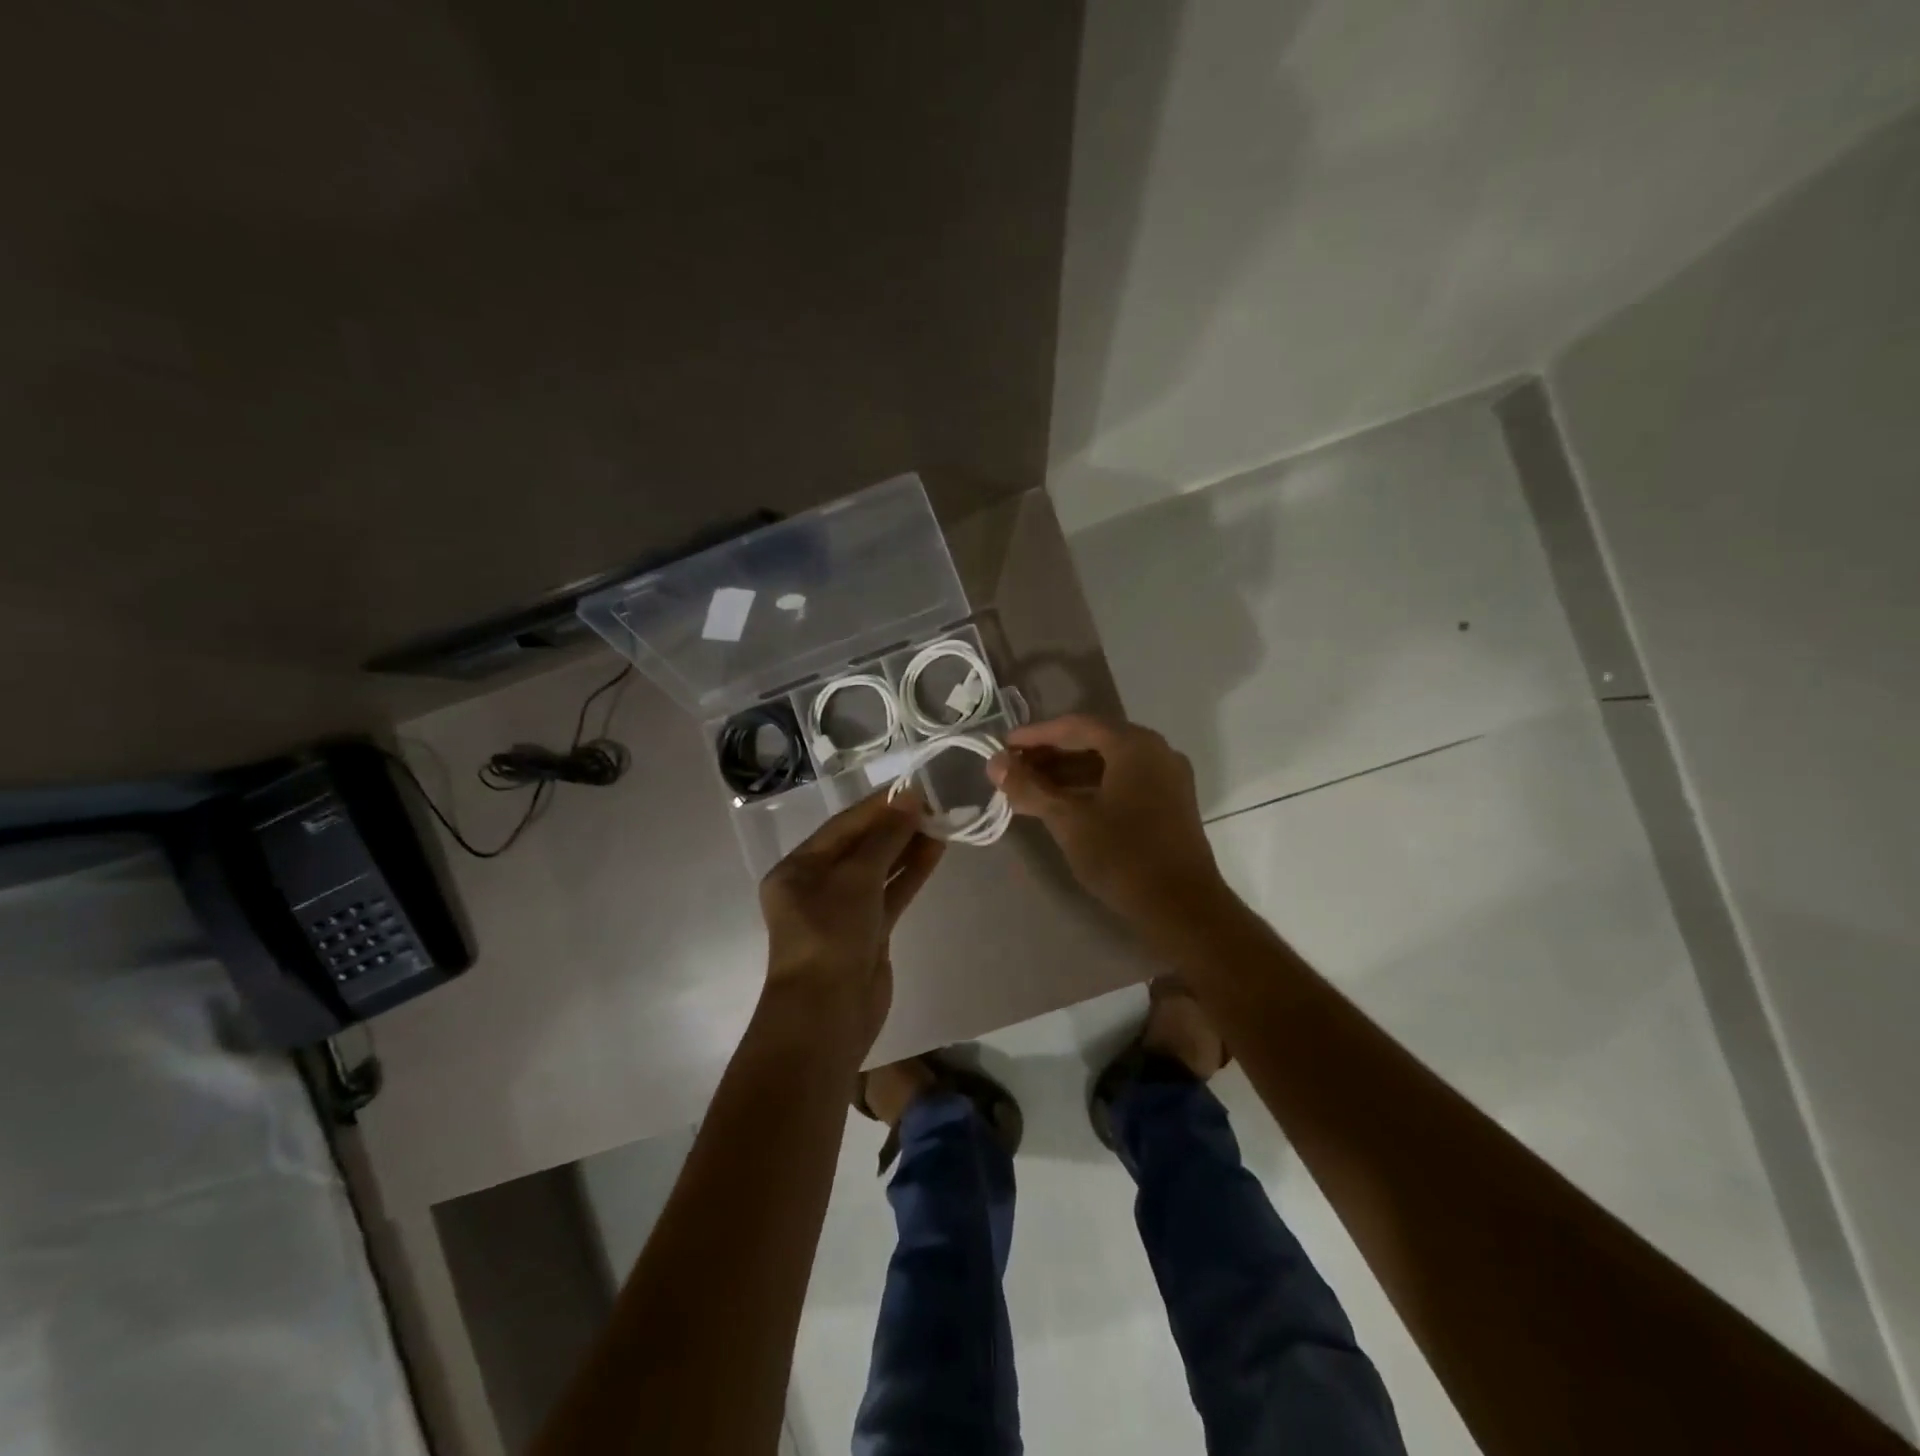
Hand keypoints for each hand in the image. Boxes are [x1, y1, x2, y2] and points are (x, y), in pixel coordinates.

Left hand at [758, 789, 944, 1052]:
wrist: (828, 1014)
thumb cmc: (830, 935)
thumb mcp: (856, 878)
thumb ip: (885, 837)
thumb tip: (911, 799)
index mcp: (797, 869)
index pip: (842, 826)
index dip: (878, 806)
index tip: (913, 787)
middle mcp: (816, 886)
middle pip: (860, 846)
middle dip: (895, 826)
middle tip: (934, 804)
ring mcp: (843, 911)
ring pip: (879, 870)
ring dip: (907, 847)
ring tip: (941, 822)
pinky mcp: (867, 933)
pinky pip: (890, 894)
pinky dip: (910, 874)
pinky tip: (935, 851)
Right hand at [988, 715, 1226, 933]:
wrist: (1182, 908)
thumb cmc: (1123, 856)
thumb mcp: (1069, 820)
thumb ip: (1030, 788)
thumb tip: (995, 763)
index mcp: (1134, 745)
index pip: (1076, 726)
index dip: (1036, 735)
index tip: (1004, 745)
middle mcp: (1156, 751)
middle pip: (1094, 741)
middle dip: (1051, 753)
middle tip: (1014, 767)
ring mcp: (1168, 778)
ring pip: (1109, 763)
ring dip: (1069, 772)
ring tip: (1031, 787)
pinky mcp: (1171, 803)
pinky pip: (1124, 781)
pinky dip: (1092, 786)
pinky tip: (1065, 803)